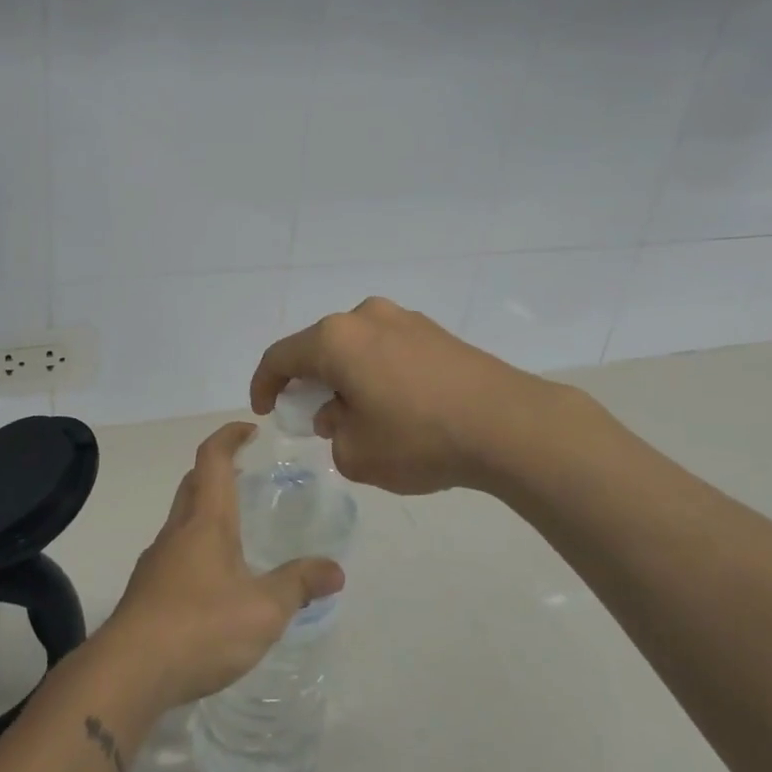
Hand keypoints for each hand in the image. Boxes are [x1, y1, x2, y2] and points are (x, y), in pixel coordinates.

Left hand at [100, 422, 344, 710]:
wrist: (128, 673)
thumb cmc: (201, 628)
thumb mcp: (264, 610)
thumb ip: (299, 585)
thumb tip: (336, 570)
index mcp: (206, 521)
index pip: (212, 459)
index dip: (229, 436)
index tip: (250, 430)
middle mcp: (177, 532)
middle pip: (193, 484)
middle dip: (217, 470)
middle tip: (246, 475)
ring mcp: (156, 562)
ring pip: (181, 519)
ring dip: (205, 510)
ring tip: (236, 531)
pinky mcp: (145, 592)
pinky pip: (174, 553)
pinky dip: (195, 548)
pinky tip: (213, 582)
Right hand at [250, 297, 561, 494]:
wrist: (507, 424)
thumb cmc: (418, 439)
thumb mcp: (357, 454)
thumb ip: (333, 433)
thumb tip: (340, 412)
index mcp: (336, 339)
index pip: (281, 356)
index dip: (264, 384)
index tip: (265, 411)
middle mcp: (366, 317)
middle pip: (321, 347)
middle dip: (309, 382)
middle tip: (311, 417)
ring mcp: (406, 320)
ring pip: (357, 347)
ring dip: (346, 377)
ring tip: (357, 415)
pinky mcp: (437, 332)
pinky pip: (388, 349)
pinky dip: (377, 373)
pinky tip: (394, 406)